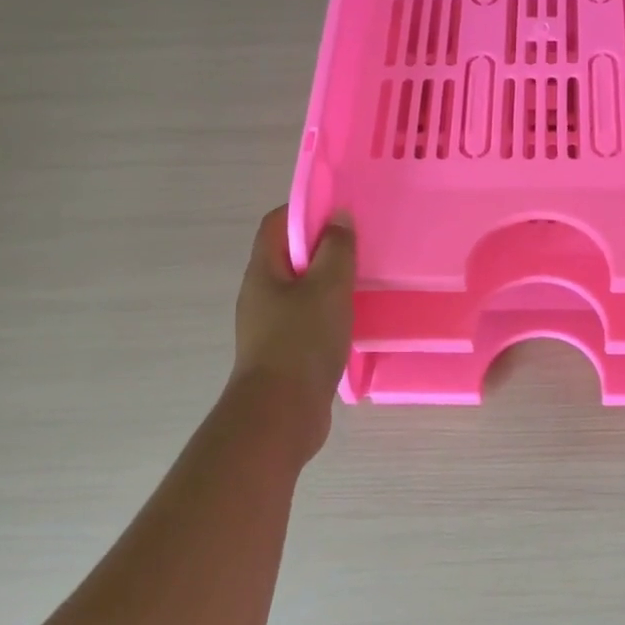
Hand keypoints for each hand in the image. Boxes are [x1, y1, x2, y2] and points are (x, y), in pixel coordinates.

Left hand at [232, 206, 355, 408]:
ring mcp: (270, 324)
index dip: (306, 209)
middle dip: (324, 246)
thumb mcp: (328, 287)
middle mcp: (261, 293)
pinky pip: (308, 318)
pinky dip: (330, 312)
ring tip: (363, 281)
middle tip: (360, 246)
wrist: (281, 415)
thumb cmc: (302, 341)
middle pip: (290, 255)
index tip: (341, 211)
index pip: (277, 223)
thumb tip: (338, 217)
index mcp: (264, 271)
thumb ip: (337, 249)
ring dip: (329, 282)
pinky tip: (354, 320)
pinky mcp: (284, 351)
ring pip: (302, 289)